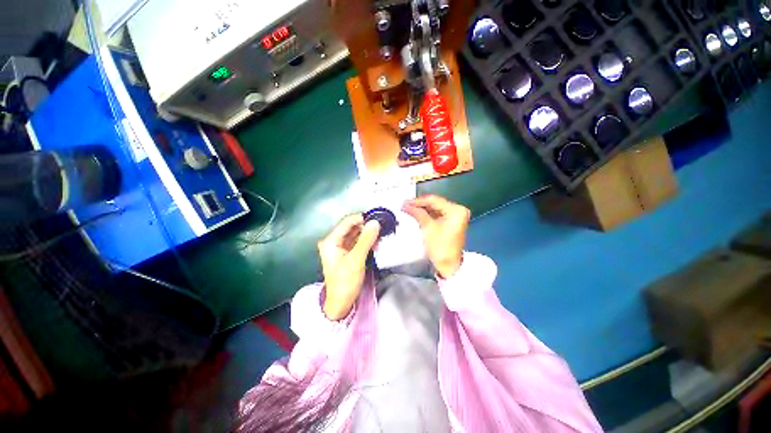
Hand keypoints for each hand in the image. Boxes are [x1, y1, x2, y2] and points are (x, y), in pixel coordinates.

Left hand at [318, 214, 380, 319]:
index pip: (347, 222)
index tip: (378, 218)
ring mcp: (340, 247)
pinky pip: (357, 242)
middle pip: (352, 227)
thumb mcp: (356, 260)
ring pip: (356, 234)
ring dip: (368, 234)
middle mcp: (334, 241)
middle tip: (382, 227)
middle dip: (366, 226)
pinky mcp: (347, 253)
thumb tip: (375, 222)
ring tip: (381, 234)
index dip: (362, 218)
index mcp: (331, 241)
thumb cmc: (345, 282)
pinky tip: (376, 242)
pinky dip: (366, 241)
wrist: (340, 303)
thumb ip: (366, 240)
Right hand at [403, 195, 469, 278]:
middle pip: (435, 203)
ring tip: (409, 209)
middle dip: (420, 205)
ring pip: (436, 208)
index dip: (418, 201)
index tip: (405, 202)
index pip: (434, 200)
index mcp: (456, 210)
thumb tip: (406, 205)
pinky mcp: (452, 222)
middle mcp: (458, 210)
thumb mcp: (427, 227)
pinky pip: (438, 214)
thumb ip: (417, 213)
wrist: (448, 265)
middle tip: (405, 205)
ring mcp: (456, 216)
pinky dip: (427, 214)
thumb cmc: (440, 247)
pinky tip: (417, 214)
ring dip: (422, 209)